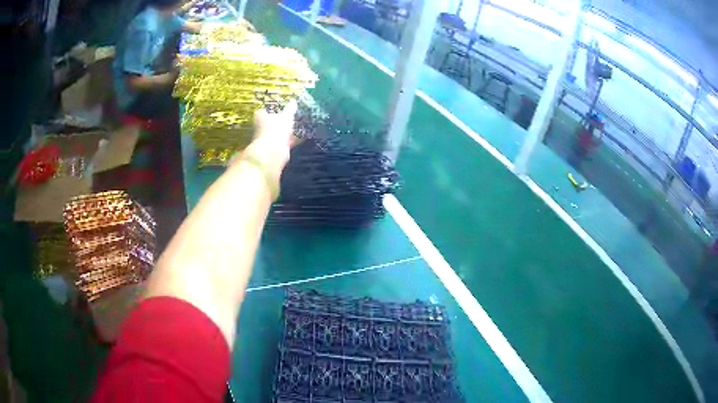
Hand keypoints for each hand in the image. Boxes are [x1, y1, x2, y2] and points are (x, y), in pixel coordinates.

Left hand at [239, 100, 297, 176]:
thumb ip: (291, 108)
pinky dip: (294, 139)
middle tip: (294, 115)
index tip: (282, 106)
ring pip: (280, 132)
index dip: (272, 108)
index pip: (264, 110)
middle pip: (273, 122)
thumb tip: (294, 101)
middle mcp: (262, 128)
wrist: (273, 152)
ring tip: (301, 124)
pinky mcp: (277, 148)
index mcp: (261, 117)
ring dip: (289, 130)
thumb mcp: (286, 115)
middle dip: (282, 120)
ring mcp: (270, 138)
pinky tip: (304, 136)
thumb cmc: (276, 128)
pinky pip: (287, 141)